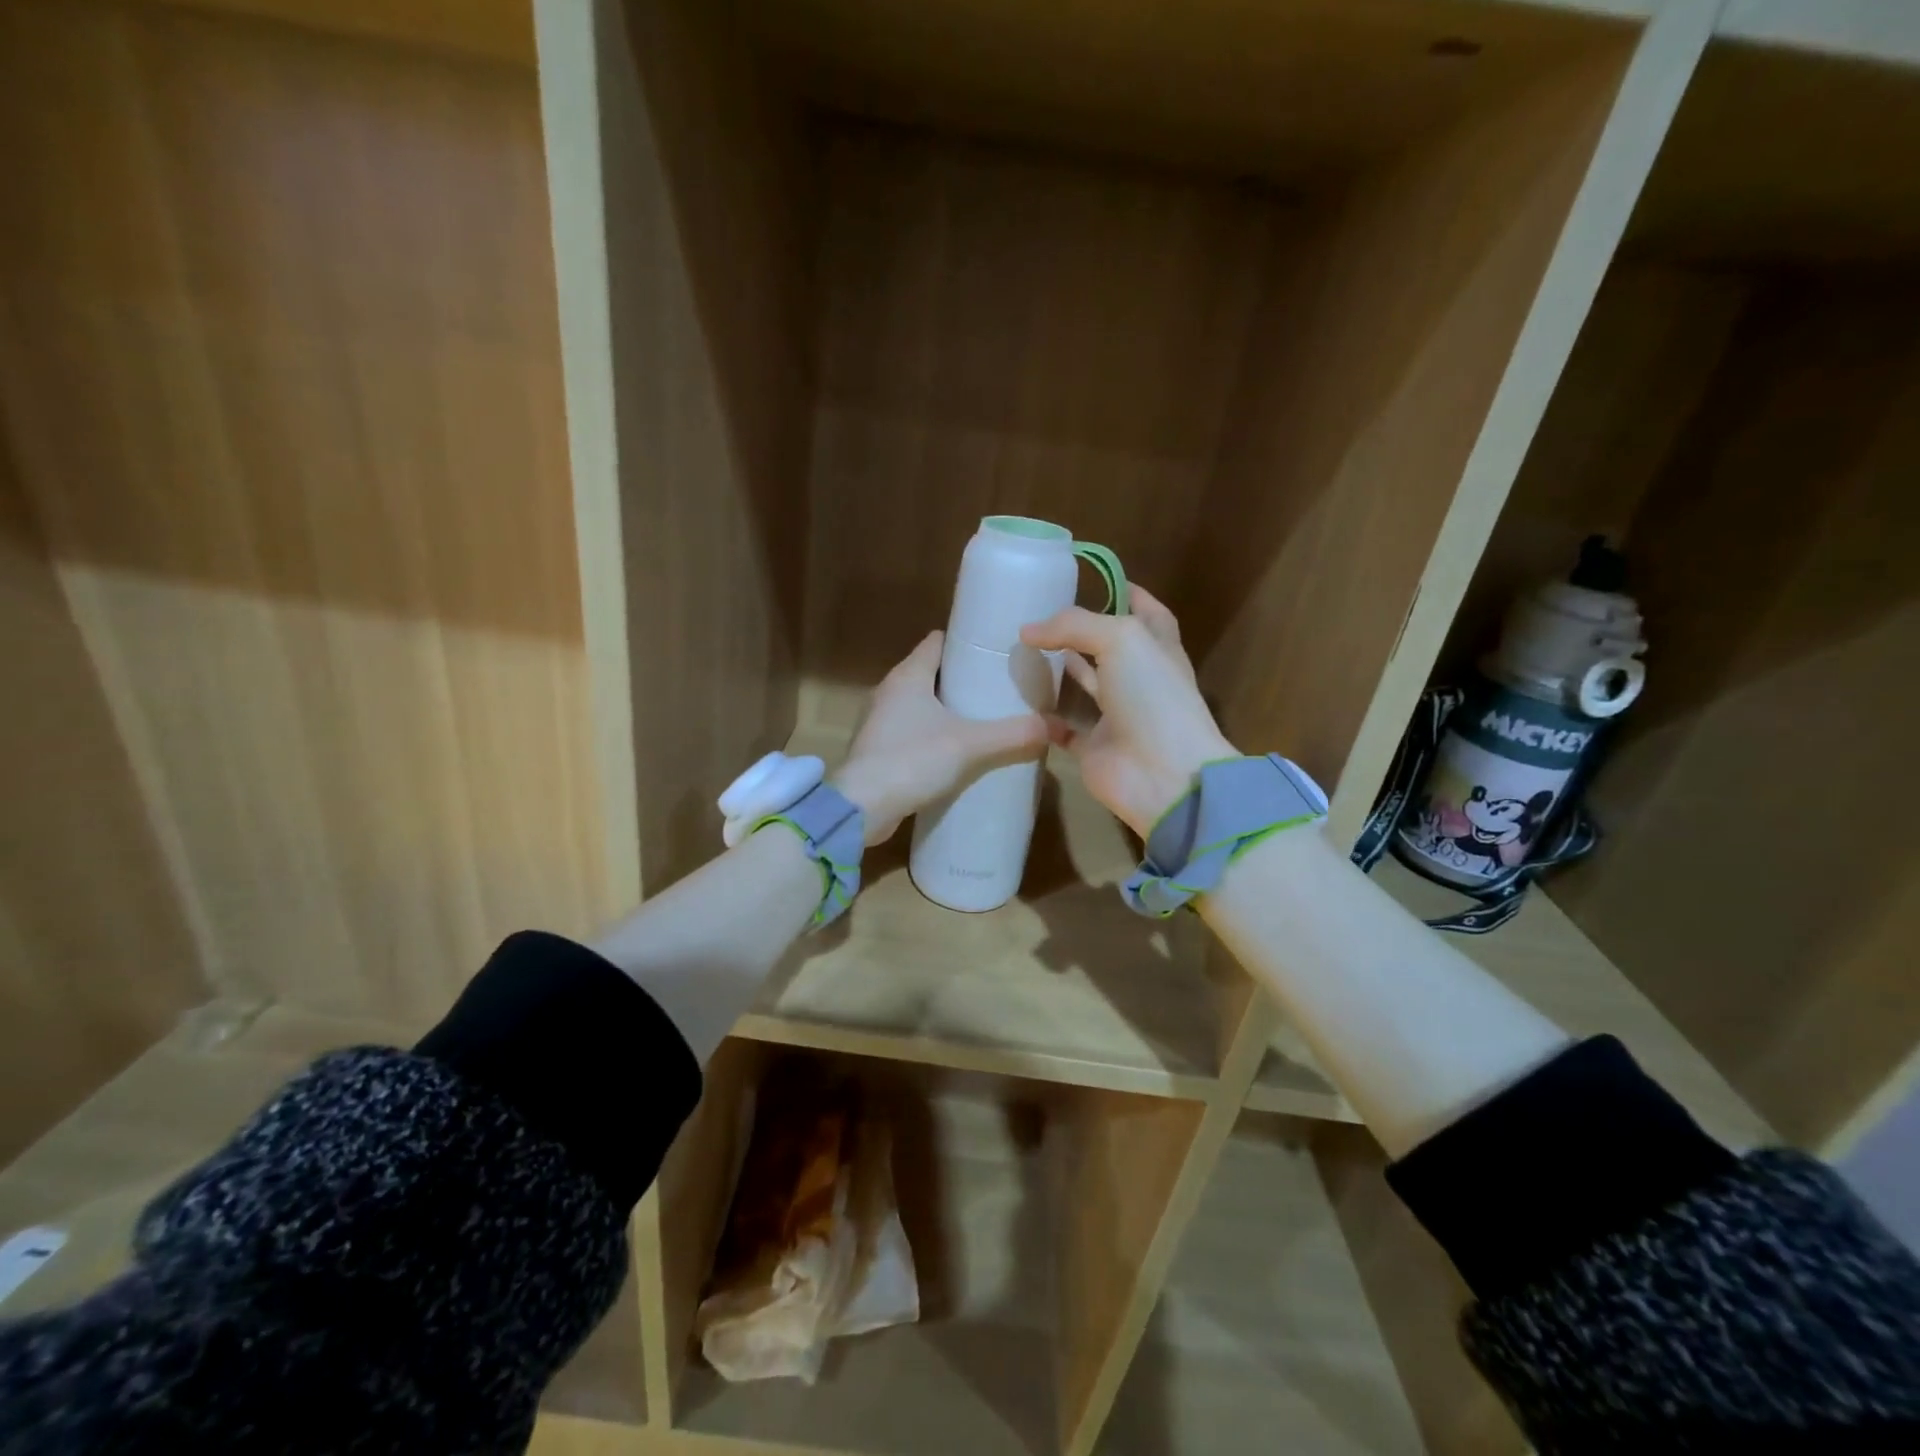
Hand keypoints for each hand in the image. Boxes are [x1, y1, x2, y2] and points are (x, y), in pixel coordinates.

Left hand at [832, 632, 1050, 845]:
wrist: (861, 807)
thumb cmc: (912, 760)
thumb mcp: (971, 745)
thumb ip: (1013, 734)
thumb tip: (1054, 726)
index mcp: (908, 675)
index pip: (937, 641)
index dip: (965, 641)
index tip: (994, 651)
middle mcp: (889, 690)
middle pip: (930, 672)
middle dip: (962, 678)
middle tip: (998, 688)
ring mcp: (880, 721)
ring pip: (920, 703)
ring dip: (947, 709)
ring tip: (983, 719)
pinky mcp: (878, 749)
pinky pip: (911, 730)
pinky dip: (932, 734)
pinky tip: (956, 751)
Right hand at [1020, 584, 1235, 837]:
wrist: (1162, 774)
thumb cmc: (1152, 696)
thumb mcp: (1121, 639)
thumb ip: (1074, 625)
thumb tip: (1027, 630)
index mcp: (1157, 648)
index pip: (1146, 612)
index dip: (1125, 592)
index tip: (1092, 579)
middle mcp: (1139, 679)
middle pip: (1110, 648)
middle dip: (1080, 631)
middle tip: (1040, 616)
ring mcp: (1117, 715)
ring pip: (1086, 686)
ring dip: (1060, 670)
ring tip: (1023, 649)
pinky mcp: (1095, 748)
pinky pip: (1065, 730)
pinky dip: (1045, 719)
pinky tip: (1020, 701)